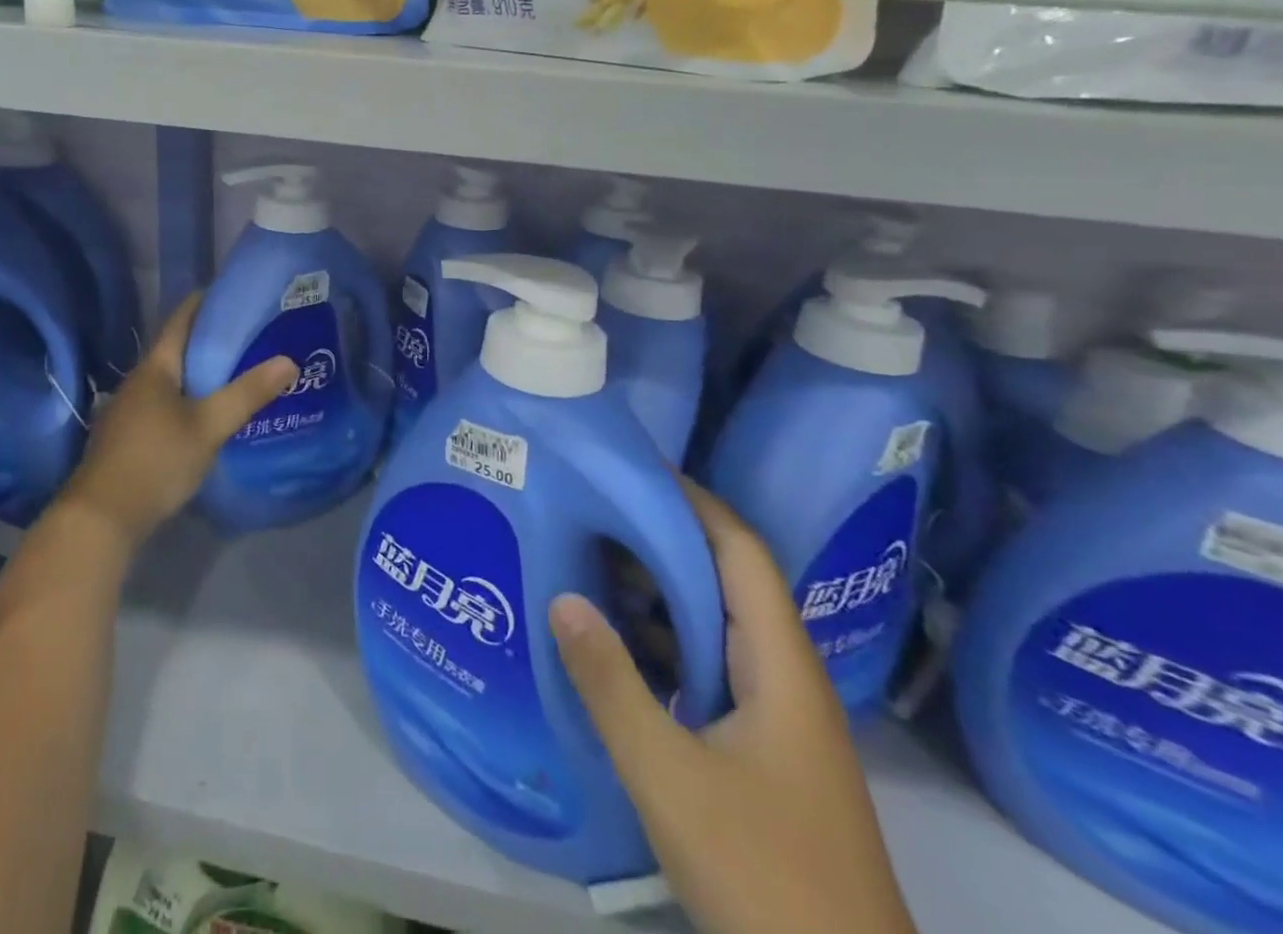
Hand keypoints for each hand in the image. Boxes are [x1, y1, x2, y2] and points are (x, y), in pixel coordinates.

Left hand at [59, 294, 295, 551]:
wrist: (101, 518)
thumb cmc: (156, 460)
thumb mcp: (209, 426)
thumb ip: (247, 394)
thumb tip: (289, 361)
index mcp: (155, 368)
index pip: (180, 320)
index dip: (204, 302)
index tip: (232, 293)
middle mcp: (138, 382)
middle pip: (175, 350)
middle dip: (208, 340)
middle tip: (248, 336)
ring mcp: (128, 411)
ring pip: (170, 381)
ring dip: (199, 373)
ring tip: (235, 373)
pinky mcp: (128, 438)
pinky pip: (164, 405)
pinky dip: (187, 400)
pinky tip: (207, 415)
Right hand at [550, 482, 914, 933]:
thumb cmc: (766, 877)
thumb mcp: (670, 777)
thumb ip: (612, 684)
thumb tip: (562, 597)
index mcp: (780, 664)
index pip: (739, 549)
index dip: (692, 501)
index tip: (632, 469)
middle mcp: (785, 677)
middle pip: (726, 580)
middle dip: (663, 537)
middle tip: (592, 509)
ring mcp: (778, 720)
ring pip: (716, 627)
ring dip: (660, 592)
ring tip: (591, 561)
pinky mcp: (763, 755)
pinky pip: (709, 669)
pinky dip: (664, 643)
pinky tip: (618, 648)